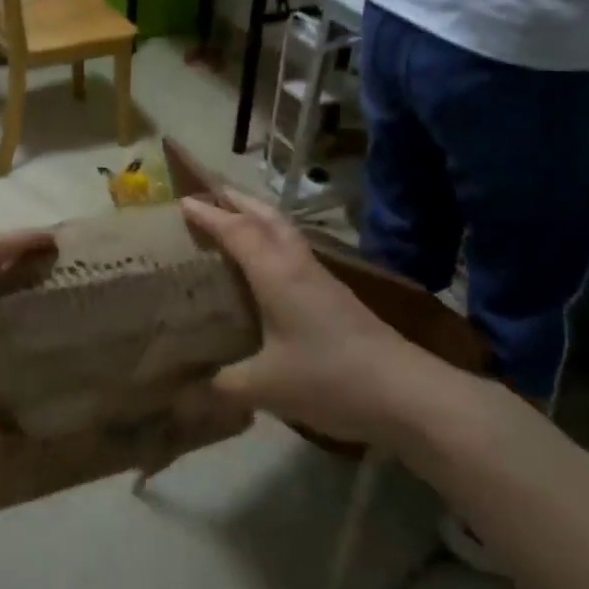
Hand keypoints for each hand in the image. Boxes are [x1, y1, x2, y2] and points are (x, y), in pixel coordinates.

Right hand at [181, 190, 437, 446]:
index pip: (236, 231)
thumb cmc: (329, 378)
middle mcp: (297, 265)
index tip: (182, 202)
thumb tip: (191, 389)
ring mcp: (321, 278)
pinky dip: (273, 242)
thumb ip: (225, 384)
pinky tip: (267, 266)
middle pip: (266, 217)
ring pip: (285, 231)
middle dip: (237, 200)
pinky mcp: (336, 295)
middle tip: (210, 195)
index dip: (208, 215)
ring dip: (258, 217)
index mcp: (276, 273)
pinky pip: (295, 251)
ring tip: (234, 220)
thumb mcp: (267, 387)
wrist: (407, 393)